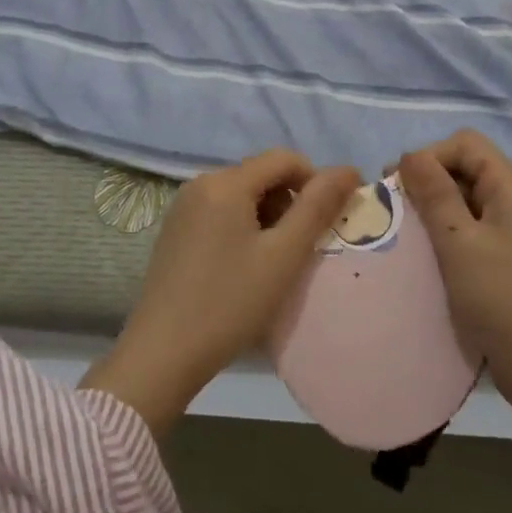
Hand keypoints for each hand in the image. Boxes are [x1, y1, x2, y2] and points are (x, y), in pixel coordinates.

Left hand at [83, 150, 360, 434]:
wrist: (162, 353)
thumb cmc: (230, 302)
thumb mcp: (283, 255)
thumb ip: (317, 207)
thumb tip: (348, 169)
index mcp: (226, 182)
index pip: (285, 159)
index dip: (315, 182)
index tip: (327, 222)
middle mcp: (201, 182)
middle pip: (261, 174)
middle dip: (289, 202)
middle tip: (299, 249)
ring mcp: (183, 206)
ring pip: (242, 194)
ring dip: (268, 217)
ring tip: (273, 262)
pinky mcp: (175, 229)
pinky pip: (220, 211)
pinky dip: (243, 227)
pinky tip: (244, 267)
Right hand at [399, 131, 511, 451]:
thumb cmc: (503, 300)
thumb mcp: (460, 243)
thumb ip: (435, 194)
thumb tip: (411, 154)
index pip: (465, 144)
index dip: (430, 156)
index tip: (400, 187)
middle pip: (465, 169)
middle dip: (426, 182)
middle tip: (394, 210)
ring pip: (464, 202)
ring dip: (432, 211)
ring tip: (403, 235)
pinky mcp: (506, 262)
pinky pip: (469, 232)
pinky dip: (444, 236)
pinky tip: (423, 258)